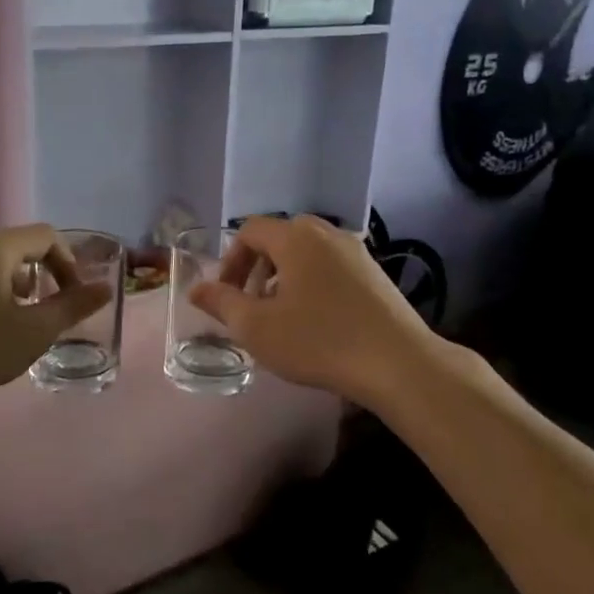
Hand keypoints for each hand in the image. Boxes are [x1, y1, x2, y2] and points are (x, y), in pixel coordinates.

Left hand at [0, 224, 111, 427]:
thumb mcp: (33, 333)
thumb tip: (104, 288)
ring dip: (14, 283)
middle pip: (17, 245)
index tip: (73, 298)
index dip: (68, 263)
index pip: (45, 236)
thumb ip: (73, 307)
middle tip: (46, 312)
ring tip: (16, 320)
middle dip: (41, 274)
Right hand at [189, 215, 437, 409]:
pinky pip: (331, 266)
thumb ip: (222, 303)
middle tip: (251, 303)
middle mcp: (327, 233)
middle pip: (280, 237)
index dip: (230, 260)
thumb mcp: (257, 327)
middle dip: (257, 267)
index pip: (250, 230)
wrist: (397, 363)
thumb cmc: (318, 341)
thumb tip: (196, 289)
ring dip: (285, 275)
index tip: (227, 295)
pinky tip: (317, 320)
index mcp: (295, 237)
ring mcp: (356, 251)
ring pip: (307, 252)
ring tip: (282, 314)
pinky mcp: (375, 273)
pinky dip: (313, 282)